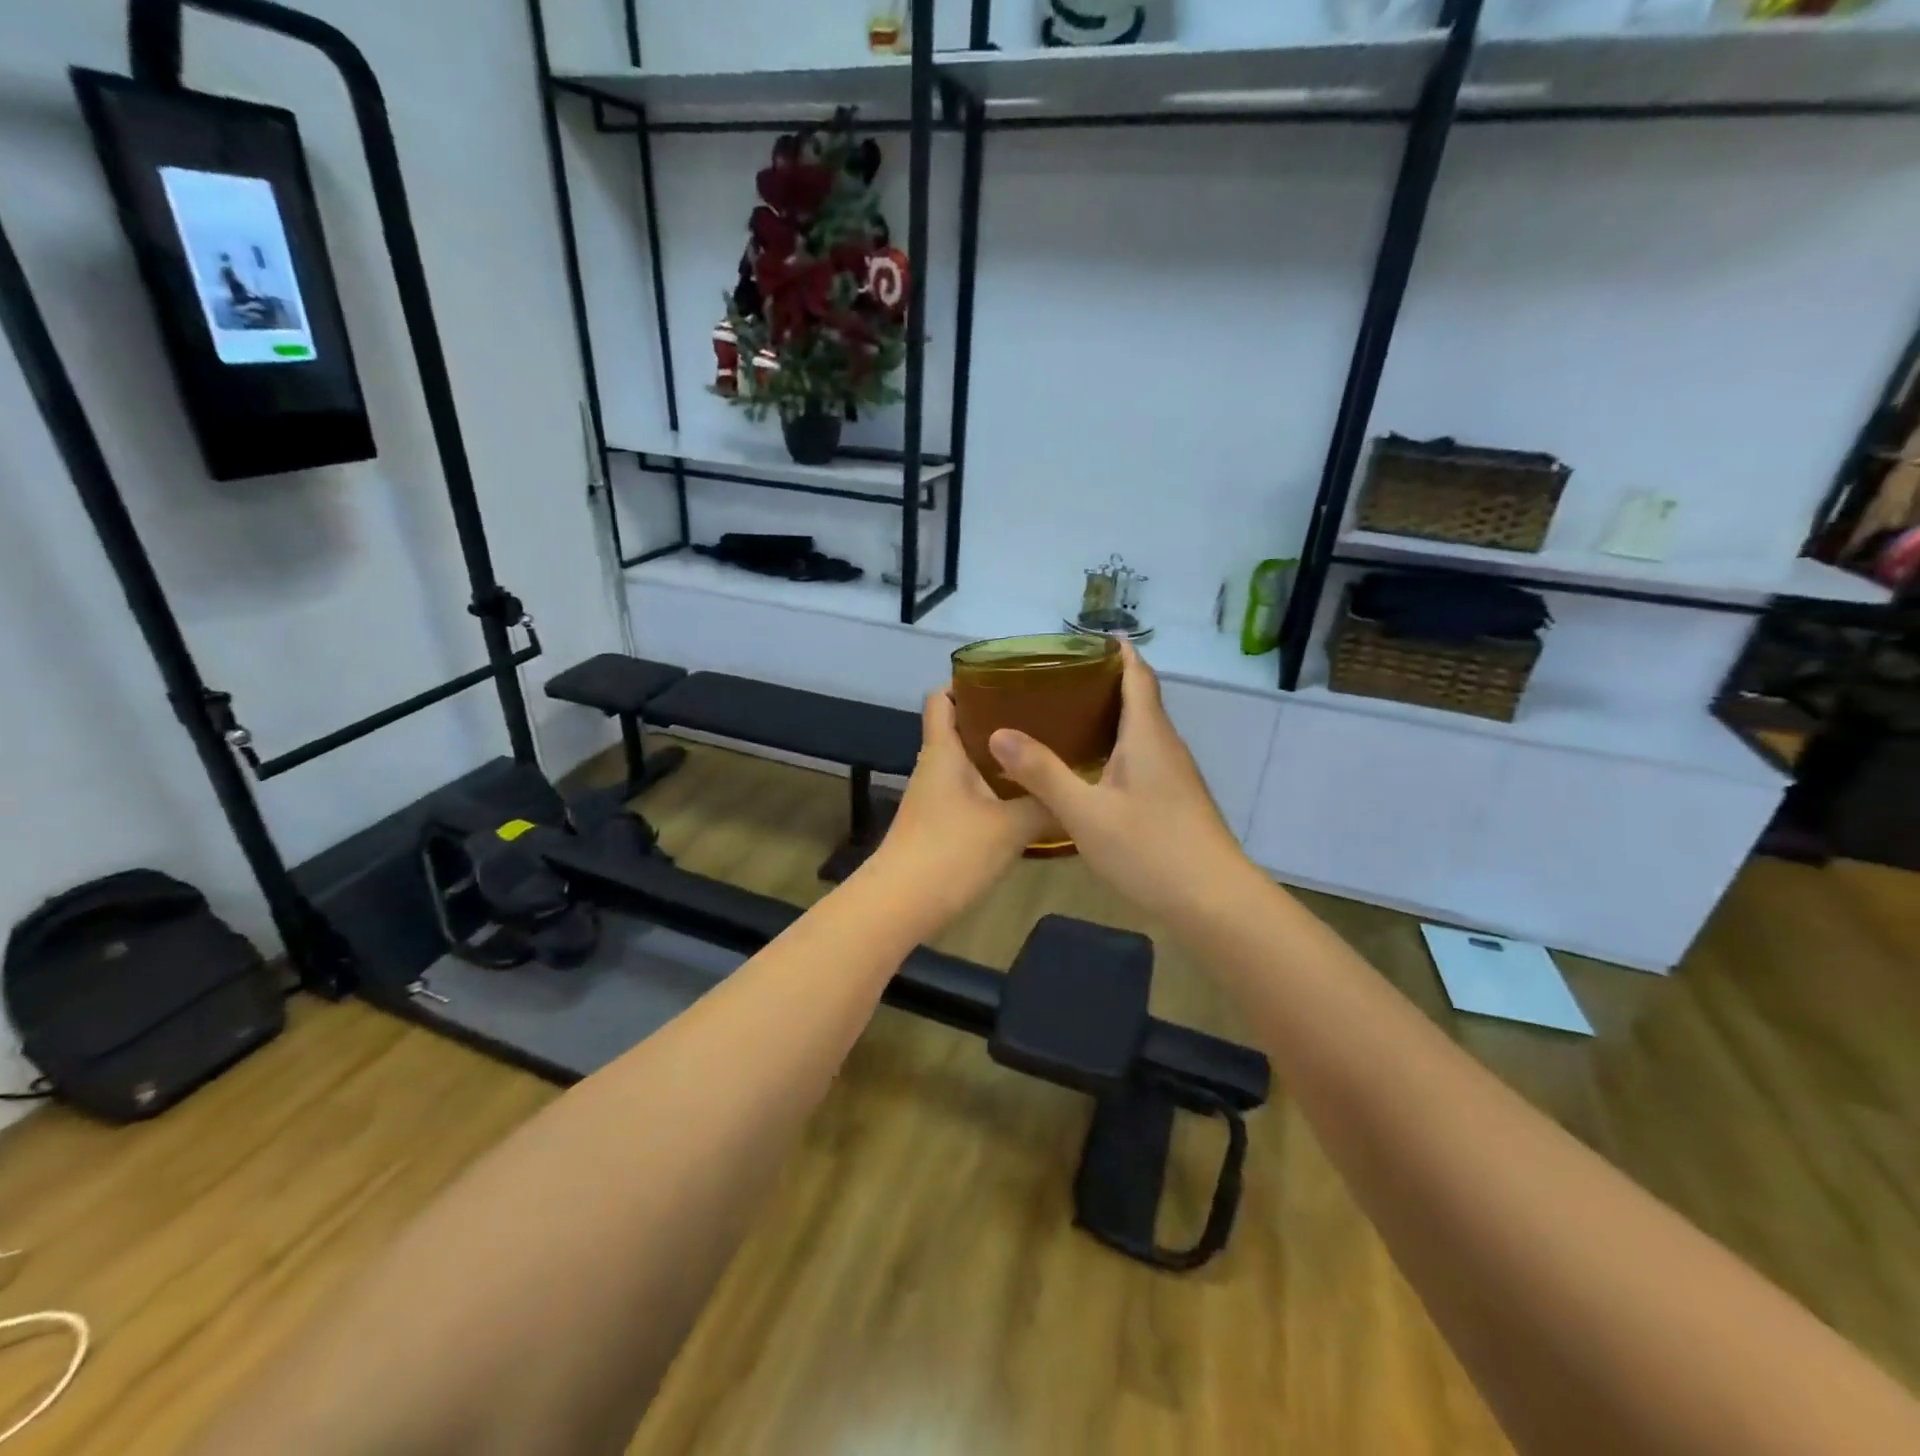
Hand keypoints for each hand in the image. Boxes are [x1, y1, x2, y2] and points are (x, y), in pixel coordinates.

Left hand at [867, 690, 1051, 921]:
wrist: (900, 905)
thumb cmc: (951, 852)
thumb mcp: (1010, 826)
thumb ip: (1044, 806)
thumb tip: (1075, 793)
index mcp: (943, 751)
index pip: (941, 698)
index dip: (965, 682)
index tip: (1006, 679)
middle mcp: (934, 767)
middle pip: (958, 728)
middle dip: (995, 719)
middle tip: (1041, 716)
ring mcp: (932, 797)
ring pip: (965, 763)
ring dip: (996, 757)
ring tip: (1040, 754)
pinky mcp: (937, 824)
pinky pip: (967, 792)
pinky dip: (991, 788)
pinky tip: (1023, 799)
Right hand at [986, 642, 1251, 917]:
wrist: (1213, 901)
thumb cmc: (1150, 849)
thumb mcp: (1085, 812)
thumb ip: (1043, 772)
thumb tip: (999, 733)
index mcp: (1147, 735)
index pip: (1137, 675)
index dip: (1118, 651)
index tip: (1089, 636)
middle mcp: (1164, 745)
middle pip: (1140, 698)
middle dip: (1106, 680)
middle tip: (1059, 677)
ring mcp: (1174, 774)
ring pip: (1141, 729)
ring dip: (1111, 713)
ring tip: (1066, 714)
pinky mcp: (1174, 798)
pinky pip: (1143, 755)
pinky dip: (1116, 745)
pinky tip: (1092, 765)